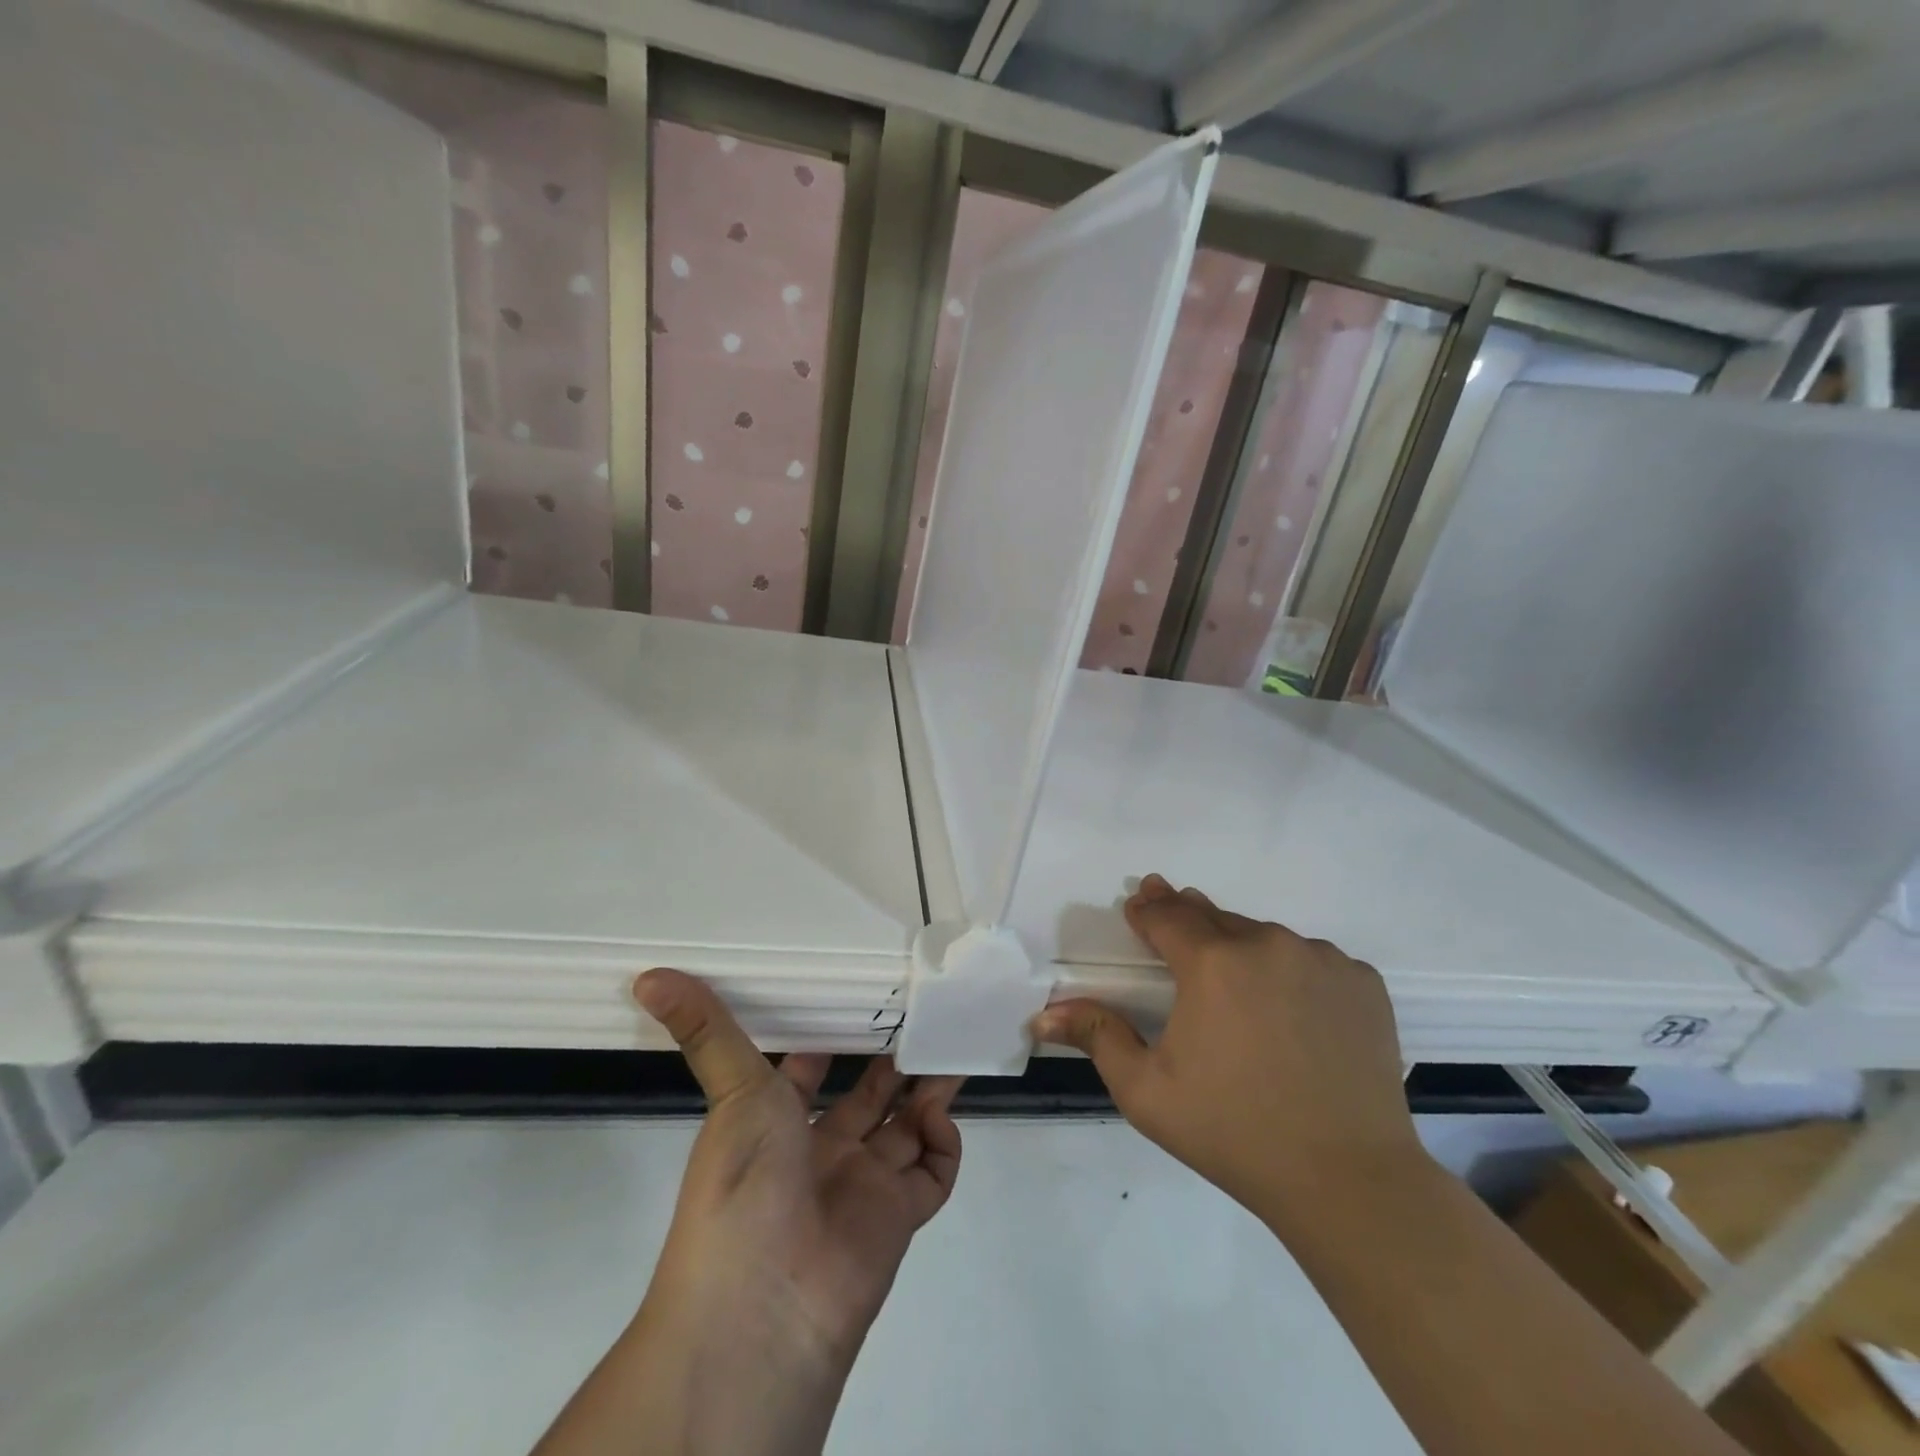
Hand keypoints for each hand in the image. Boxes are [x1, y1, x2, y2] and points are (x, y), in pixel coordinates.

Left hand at [635, 968, 963, 1369]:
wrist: (763, 1307)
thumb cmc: (743, 1182)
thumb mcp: (733, 1091)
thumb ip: (707, 1030)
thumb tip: (646, 976)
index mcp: (780, 1124)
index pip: (813, 1071)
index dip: (836, 1038)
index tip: (867, 997)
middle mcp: (823, 1152)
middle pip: (870, 1095)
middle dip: (896, 1058)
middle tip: (926, 1013)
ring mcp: (863, 1185)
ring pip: (907, 1126)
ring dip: (930, 1088)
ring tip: (952, 1042)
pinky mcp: (899, 1217)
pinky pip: (934, 1171)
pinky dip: (944, 1142)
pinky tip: (935, 1116)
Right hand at [1032, 874, 1420, 1219]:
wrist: (1348, 1181)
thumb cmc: (1232, 1132)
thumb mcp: (1146, 1090)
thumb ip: (1097, 1036)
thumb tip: (1044, 1013)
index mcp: (1213, 962)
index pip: (1168, 915)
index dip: (1148, 908)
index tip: (1138, 903)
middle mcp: (1268, 944)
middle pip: (1216, 919)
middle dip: (1189, 918)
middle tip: (1173, 914)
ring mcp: (1322, 959)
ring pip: (1266, 938)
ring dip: (1242, 949)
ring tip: (1235, 983)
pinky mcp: (1363, 982)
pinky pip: (1313, 961)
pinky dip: (1293, 972)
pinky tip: (1291, 1010)